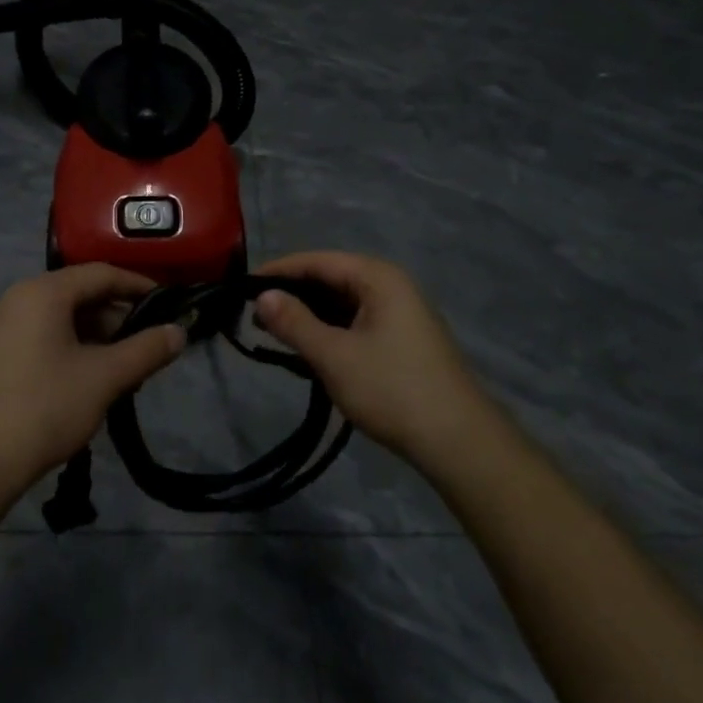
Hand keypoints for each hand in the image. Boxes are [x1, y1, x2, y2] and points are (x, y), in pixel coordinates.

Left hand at [0, 264, 186, 494]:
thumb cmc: (42, 408)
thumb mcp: (103, 378)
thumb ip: (145, 350)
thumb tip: (180, 332)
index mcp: (43, 292)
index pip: (102, 273)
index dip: (139, 286)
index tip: (168, 305)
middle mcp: (18, 298)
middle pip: (80, 293)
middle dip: (117, 317)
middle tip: (146, 346)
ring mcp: (0, 326)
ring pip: (60, 318)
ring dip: (95, 337)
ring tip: (120, 370)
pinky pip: (41, 336)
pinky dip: (70, 348)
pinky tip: (85, 382)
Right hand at [253, 252, 494, 467]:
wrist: (459, 442)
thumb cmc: (392, 390)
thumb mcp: (334, 356)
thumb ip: (295, 322)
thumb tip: (262, 296)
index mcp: (378, 277)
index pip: (318, 260)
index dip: (279, 271)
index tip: (243, 286)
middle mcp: (391, 286)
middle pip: (331, 278)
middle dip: (293, 295)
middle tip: (254, 315)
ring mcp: (401, 314)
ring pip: (343, 303)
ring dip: (310, 316)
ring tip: (274, 333)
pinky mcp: (403, 340)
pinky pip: (357, 322)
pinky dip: (330, 331)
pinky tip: (309, 350)